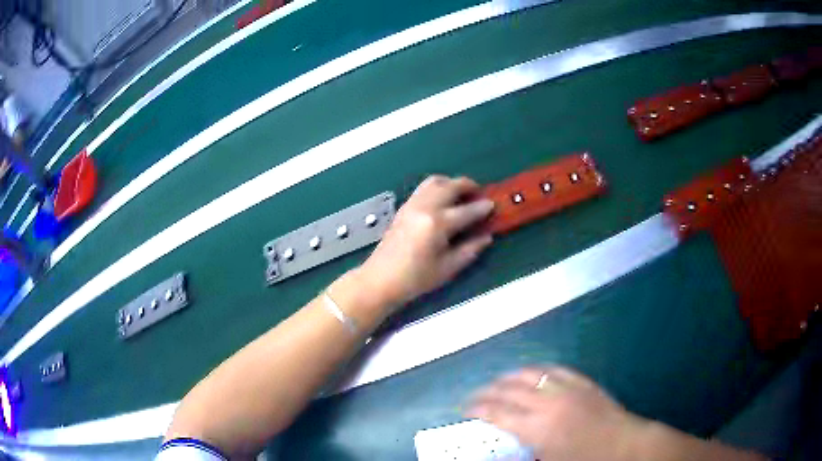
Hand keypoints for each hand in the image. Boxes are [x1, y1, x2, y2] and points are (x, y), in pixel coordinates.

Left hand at [359, 175, 493, 308]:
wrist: (380, 279)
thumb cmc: (415, 279)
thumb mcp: (447, 269)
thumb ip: (469, 250)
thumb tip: (486, 237)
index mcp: (437, 224)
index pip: (466, 211)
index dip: (482, 208)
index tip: (493, 205)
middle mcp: (425, 208)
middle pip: (450, 186)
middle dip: (468, 186)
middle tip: (479, 194)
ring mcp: (412, 205)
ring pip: (434, 181)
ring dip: (451, 183)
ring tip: (461, 194)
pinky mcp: (403, 208)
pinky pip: (423, 188)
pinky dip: (437, 187)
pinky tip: (443, 200)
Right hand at [466, 366, 648, 460]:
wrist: (624, 446)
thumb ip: (520, 457)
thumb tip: (498, 454)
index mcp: (537, 427)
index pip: (497, 412)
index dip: (477, 408)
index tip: (465, 408)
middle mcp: (548, 402)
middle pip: (509, 390)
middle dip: (487, 391)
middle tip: (475, 396)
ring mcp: (568, 388)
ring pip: (530, 373)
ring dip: (509, 376)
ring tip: (497, 382)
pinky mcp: (583, 382)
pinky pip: (556, 368)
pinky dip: (538, 369)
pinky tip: (532, 373)